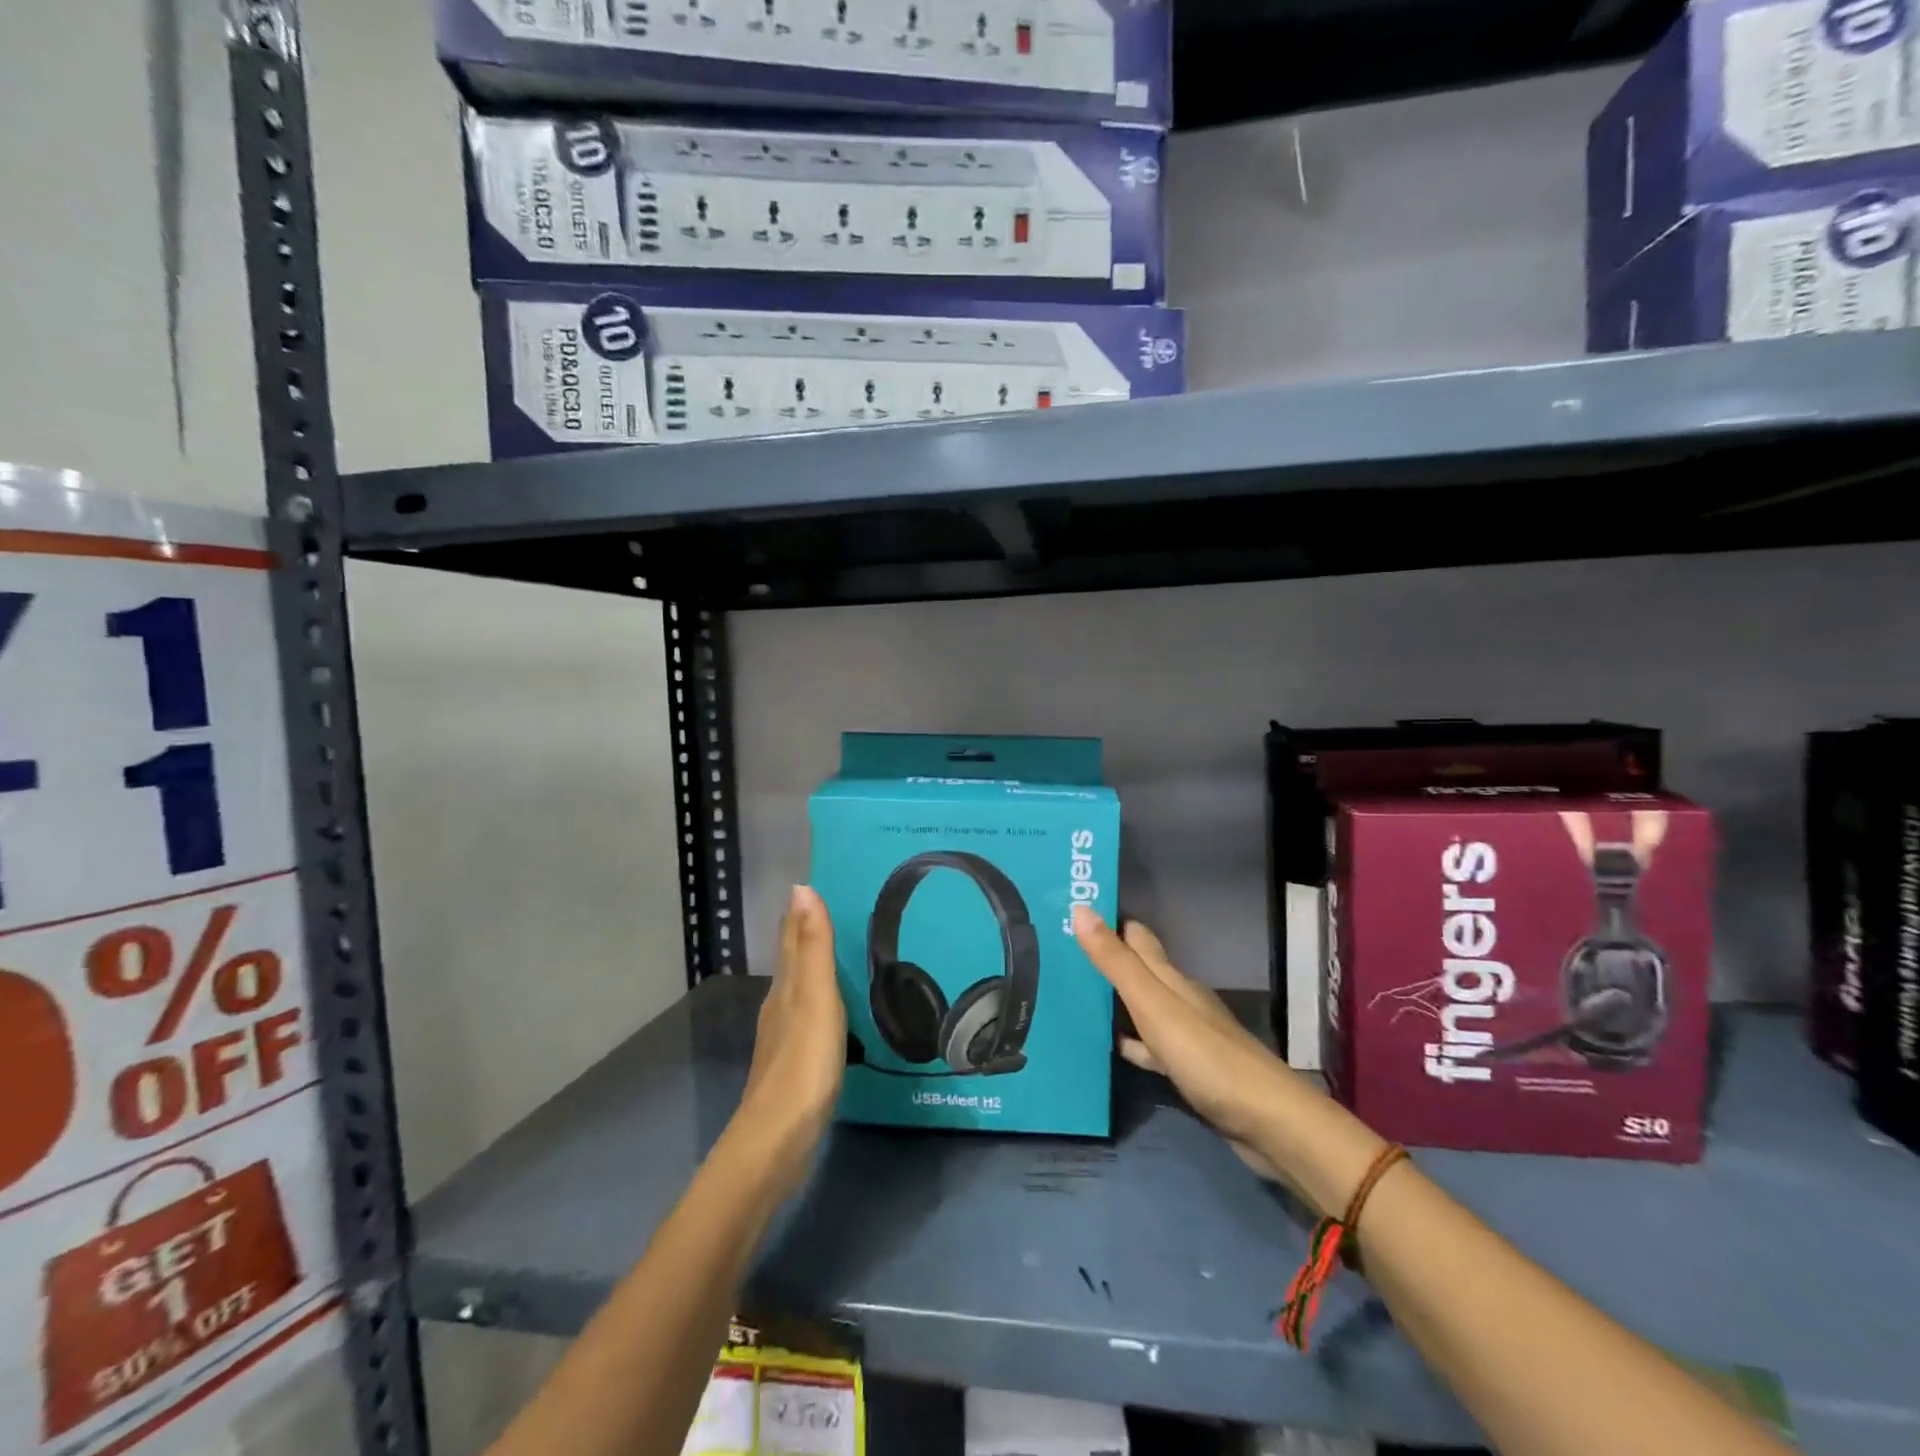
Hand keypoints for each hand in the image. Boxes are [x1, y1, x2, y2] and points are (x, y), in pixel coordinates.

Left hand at [734, 885, 846, 1199]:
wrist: (779, 1138)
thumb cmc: (803, 1062)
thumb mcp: (815, 997)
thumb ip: (812, 946)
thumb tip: (801, 887)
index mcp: (786, 987)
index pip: (791, 938)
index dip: (801, 913)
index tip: (815, 885)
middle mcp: (780, 1006)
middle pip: (792, 961)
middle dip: (806, 935)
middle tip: (835, 912)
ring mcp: (784, 1038)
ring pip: (798, 990)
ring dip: (813, 969)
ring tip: (839, 955)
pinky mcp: (794, 1066)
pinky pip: (808, 1018)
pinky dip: (820, 1002)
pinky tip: (833, 1013)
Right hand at [1072, 906, 1300, 1182]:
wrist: (1266, 1121)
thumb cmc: (1205, 1055)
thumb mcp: (1153, 1004)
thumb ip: (1116, 962)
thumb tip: (1080, 908)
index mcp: (1170, 977)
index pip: (1136, 936)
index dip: (1107, 921)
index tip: (1069, 911)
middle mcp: (1178, 998)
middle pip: (1137, 969)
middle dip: (1104, 959)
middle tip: (1058, 955)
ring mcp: (1184, 1034)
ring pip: (1140, 1007)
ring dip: (1112, 1001)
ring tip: (1070, 997)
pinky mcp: (1187, 1068)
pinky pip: (1148, 1045)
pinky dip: (1128, 1041)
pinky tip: (1107, 1048)